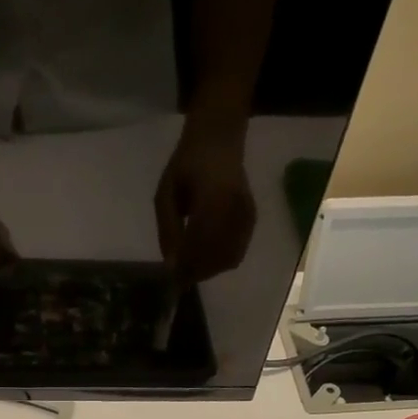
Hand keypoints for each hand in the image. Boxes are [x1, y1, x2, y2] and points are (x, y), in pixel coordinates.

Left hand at [154, 121, 255, 284]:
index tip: (171, 278)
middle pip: (215, 257)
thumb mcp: (166, 192)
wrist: (219, 140)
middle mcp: (234, 209)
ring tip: (191, 268)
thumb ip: (167, 228)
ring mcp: (246, 216)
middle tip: (179, 278)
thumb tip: (171, 265)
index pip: (199, 244)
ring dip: (208, 270)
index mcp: (213, 198)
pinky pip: (236, 253)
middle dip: (196, 272)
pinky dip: (220, 263)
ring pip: (228, 259)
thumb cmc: (187, 165)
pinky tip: (206, 258)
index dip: (185, 265)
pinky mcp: (251, 220)